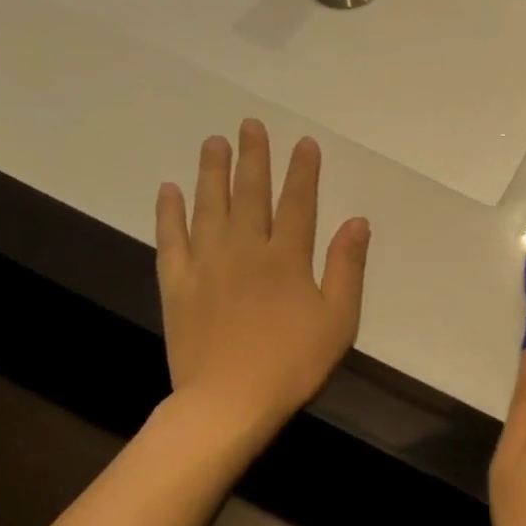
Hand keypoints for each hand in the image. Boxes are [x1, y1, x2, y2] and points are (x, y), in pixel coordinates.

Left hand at [154, 119, 368, 440]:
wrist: (228, 400)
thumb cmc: (293, 363)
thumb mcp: (338, 320)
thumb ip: (346, 268)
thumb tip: (356, 221)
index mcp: (287, 258)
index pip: (298, 203)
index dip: (302, 171)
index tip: (303, 143)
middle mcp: (246, 250)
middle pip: (250, 194)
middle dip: (253, 158)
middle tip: (250, 125)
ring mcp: (207, 264)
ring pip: (209, 207)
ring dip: (212, 172)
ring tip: (213, 143)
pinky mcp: (177, 284)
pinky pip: (170, 240)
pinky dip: (168, 213)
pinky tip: (168, 190)